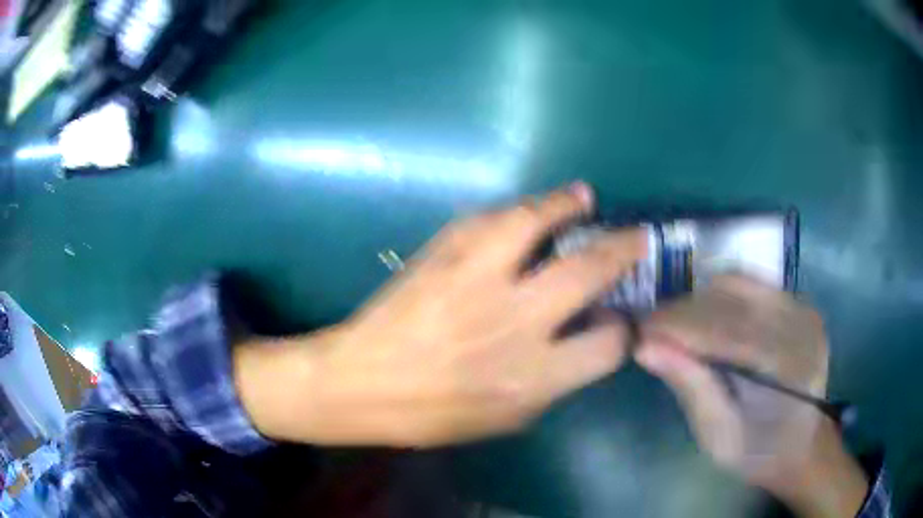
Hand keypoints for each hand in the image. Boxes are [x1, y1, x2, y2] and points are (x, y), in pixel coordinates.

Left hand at [236, 183, 646, 446]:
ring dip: (568, 205)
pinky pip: (492, 219)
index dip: (624, 330)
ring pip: (537, 223)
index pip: (609, 345)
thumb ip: (555, 380)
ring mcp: (477, 279)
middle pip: (589, 271)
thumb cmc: (434, 414)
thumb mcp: (507, 418)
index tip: (621, 317)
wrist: (362, 383)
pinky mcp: (444, 255)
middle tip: (637, 237)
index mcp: (534, 376)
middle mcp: (515, 322)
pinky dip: (523, 207)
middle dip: (624, 249)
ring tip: (584, 198)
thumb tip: (586, 341)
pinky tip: (537, 205)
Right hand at [635, 276, 868, 517]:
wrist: (803, 444)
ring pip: (739, 282)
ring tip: (678, 325)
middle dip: (684, 310)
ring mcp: (803, 308)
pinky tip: (708, 319)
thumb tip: (644, 348)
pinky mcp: (799, 302)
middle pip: (731, 298)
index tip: (640, 331)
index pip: (725, 330)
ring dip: (701, 300)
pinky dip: (721, 296)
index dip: (678, 327)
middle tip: (652, 329)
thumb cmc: (759, 451)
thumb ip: (690, 387)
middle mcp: (800, 325)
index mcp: (786, 366)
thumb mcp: (719, 436)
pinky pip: (752, 285)